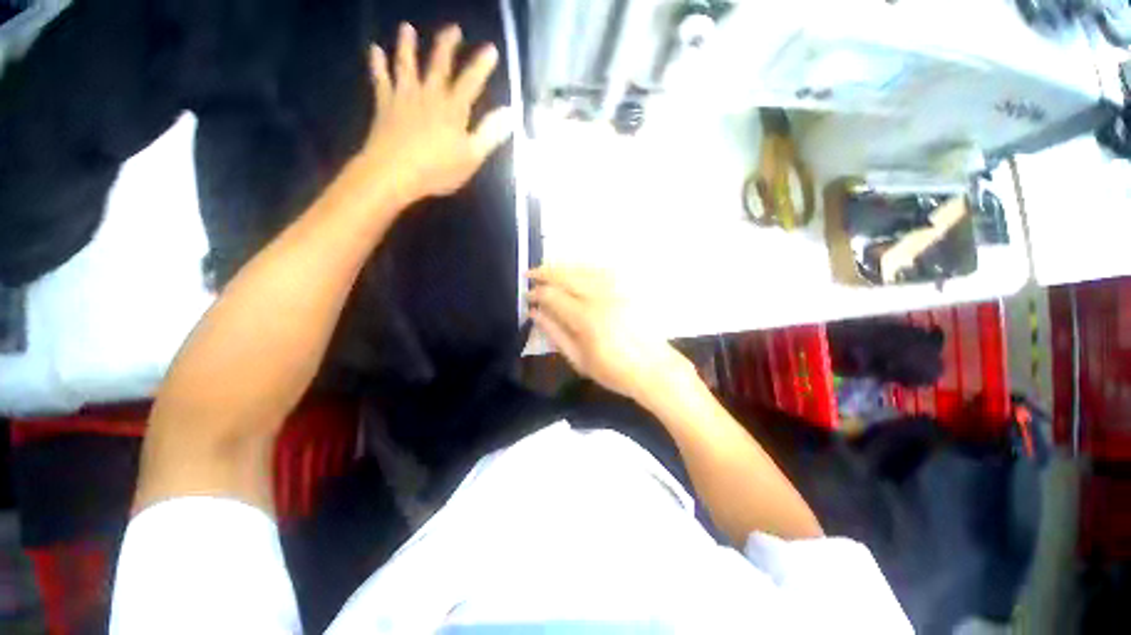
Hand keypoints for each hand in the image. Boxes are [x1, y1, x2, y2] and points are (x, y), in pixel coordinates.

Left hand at [359, 23, 512, 203]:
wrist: (394, 172)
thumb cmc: (438, 169)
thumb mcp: (472, 156)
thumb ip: (490, 134)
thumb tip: (510, 113)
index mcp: (453, 109)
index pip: (471, 81)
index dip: (481, 65)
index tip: (491, 49)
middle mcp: (429, 95)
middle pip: (439, 65)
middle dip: (447, 45)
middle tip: (453, 28)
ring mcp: (405, 97)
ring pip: (406, 65)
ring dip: (407, 45)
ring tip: (407, 28)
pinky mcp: (385, 105)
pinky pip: (380, 79)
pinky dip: (378, 64)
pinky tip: (375, 50)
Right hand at [527, 267, 694, 402]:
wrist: (653, 368)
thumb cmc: (614, 371)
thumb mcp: (578, 359)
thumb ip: (554, 333)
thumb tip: (535, 313)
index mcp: (586, 318)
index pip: (553, 295)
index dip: (536, 293)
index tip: (527, 296)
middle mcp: (601, 297)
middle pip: (566, 275)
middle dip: (544, 272)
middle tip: (530, 275)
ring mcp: (618, 289)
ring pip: (583, 268)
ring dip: (562, 267)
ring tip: (548, 270)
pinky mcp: (629, 288)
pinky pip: (602, 269)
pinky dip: (584, 267)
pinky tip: (576, 271)